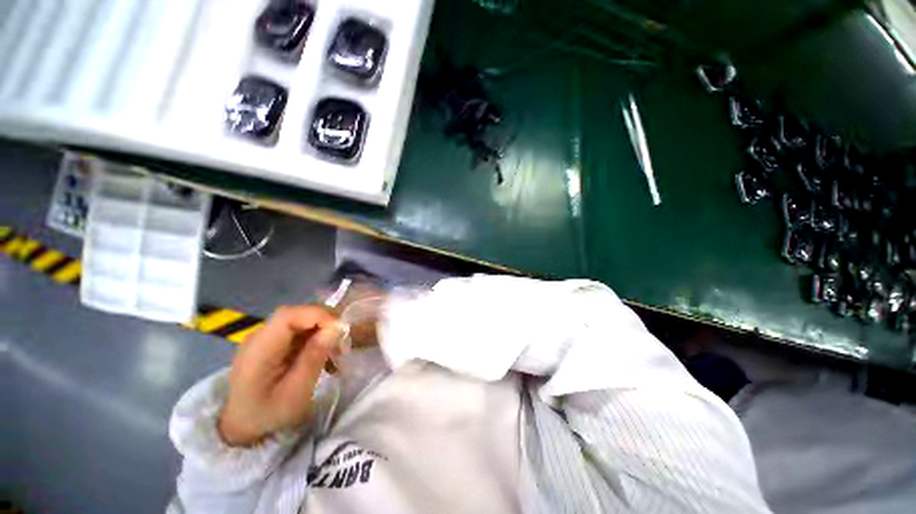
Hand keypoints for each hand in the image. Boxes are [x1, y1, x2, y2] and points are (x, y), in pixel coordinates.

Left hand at [218, 305, 340, 446]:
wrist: (242, 427)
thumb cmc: (268, 414)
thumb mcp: (295, 393)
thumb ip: (314, 358)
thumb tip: (336, 328)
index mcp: (259, 349)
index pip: (289, 315)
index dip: (318, 315)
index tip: (341, 330)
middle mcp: (260, 336)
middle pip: (298, 315)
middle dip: (326, 323)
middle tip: (343, 343)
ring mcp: (266, 337)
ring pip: (303, 321)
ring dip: (324, 332)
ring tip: (337, 353)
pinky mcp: (274, 342)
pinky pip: (300, 331)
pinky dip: (317, 339)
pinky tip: (325, 356)